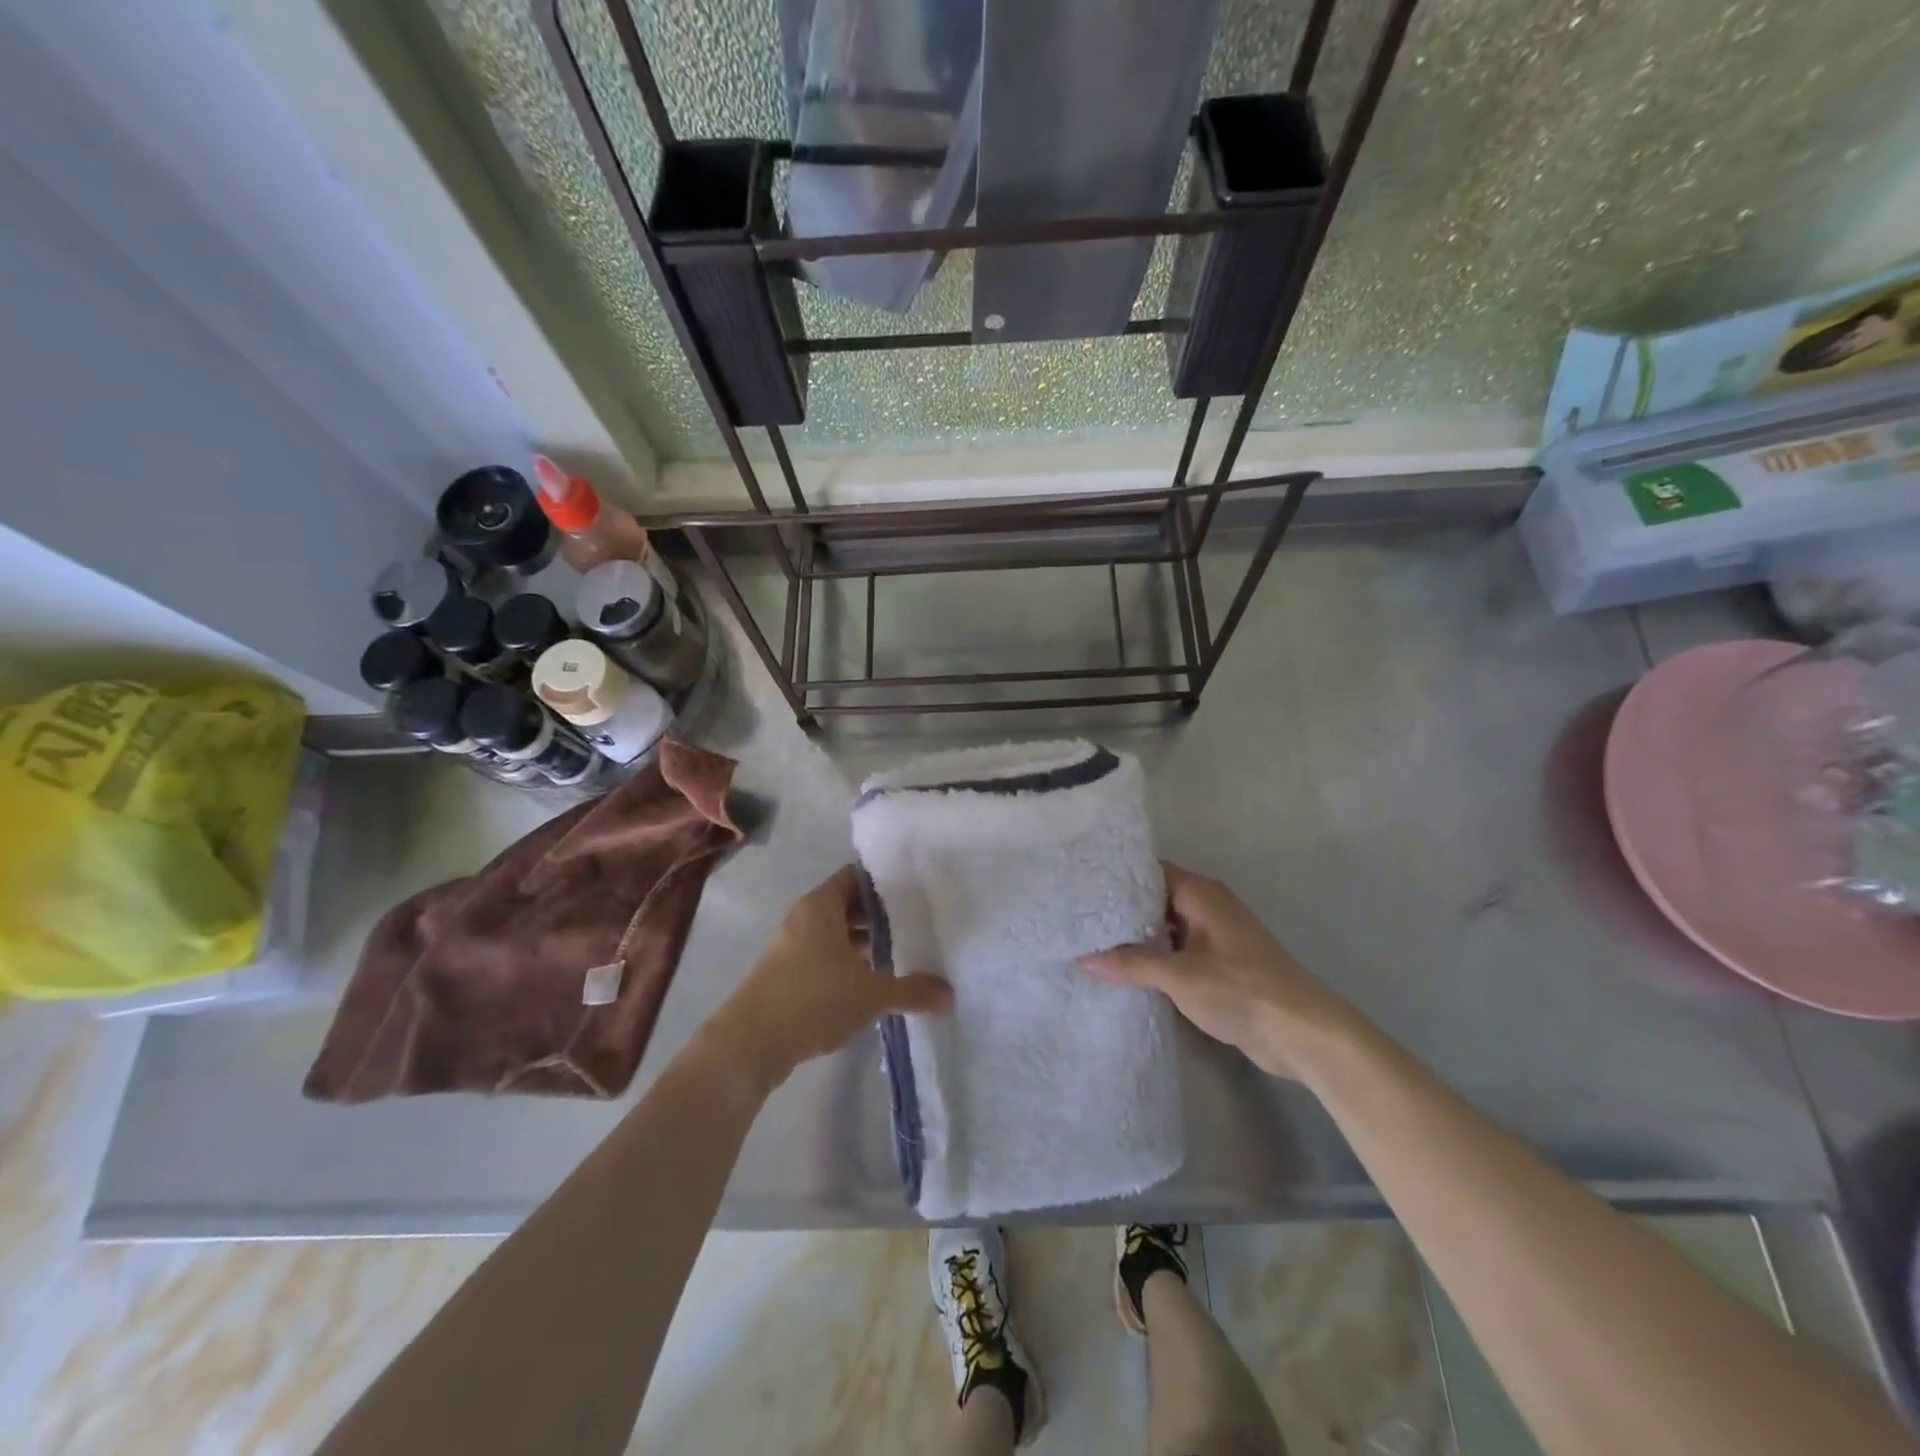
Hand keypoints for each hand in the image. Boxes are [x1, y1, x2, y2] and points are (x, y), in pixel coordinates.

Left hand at [711, 867, 951, 1091]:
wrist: (749, 1044)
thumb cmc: (813, 1000)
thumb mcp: (871, 995)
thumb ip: (912, 991)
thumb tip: (950, 995)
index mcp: (820, 905)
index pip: (857, 877)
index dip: (885, 882)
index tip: (915, 892)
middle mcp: (803, 917)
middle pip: (847, 904)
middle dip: (878, 915)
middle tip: (914, 924)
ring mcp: (790, 945)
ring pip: (834, 932)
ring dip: (862, 941)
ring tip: (897, 954)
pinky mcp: (784, 972)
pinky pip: (822, 954)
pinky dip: (845, 961)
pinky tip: (868, 982)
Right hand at [1080, 864, 1354, 1078]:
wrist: (1303, 1033)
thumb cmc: (1242, 990)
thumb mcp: (1180, 976)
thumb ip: (1131, 964)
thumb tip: (1084, 958)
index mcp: (1201, 894)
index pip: (1149, 871)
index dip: (1117, 877)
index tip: (1081, 885)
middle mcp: (1207, 906)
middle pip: (1155, 898)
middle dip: (1121, 910)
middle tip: (1079, 917)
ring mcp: (1215, 936)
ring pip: (1166, 927)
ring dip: (1138, 937)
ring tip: (1091, 942)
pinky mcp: (1220, 964)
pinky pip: (1178, 951)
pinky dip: (1155, 957)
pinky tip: (1125, 971)